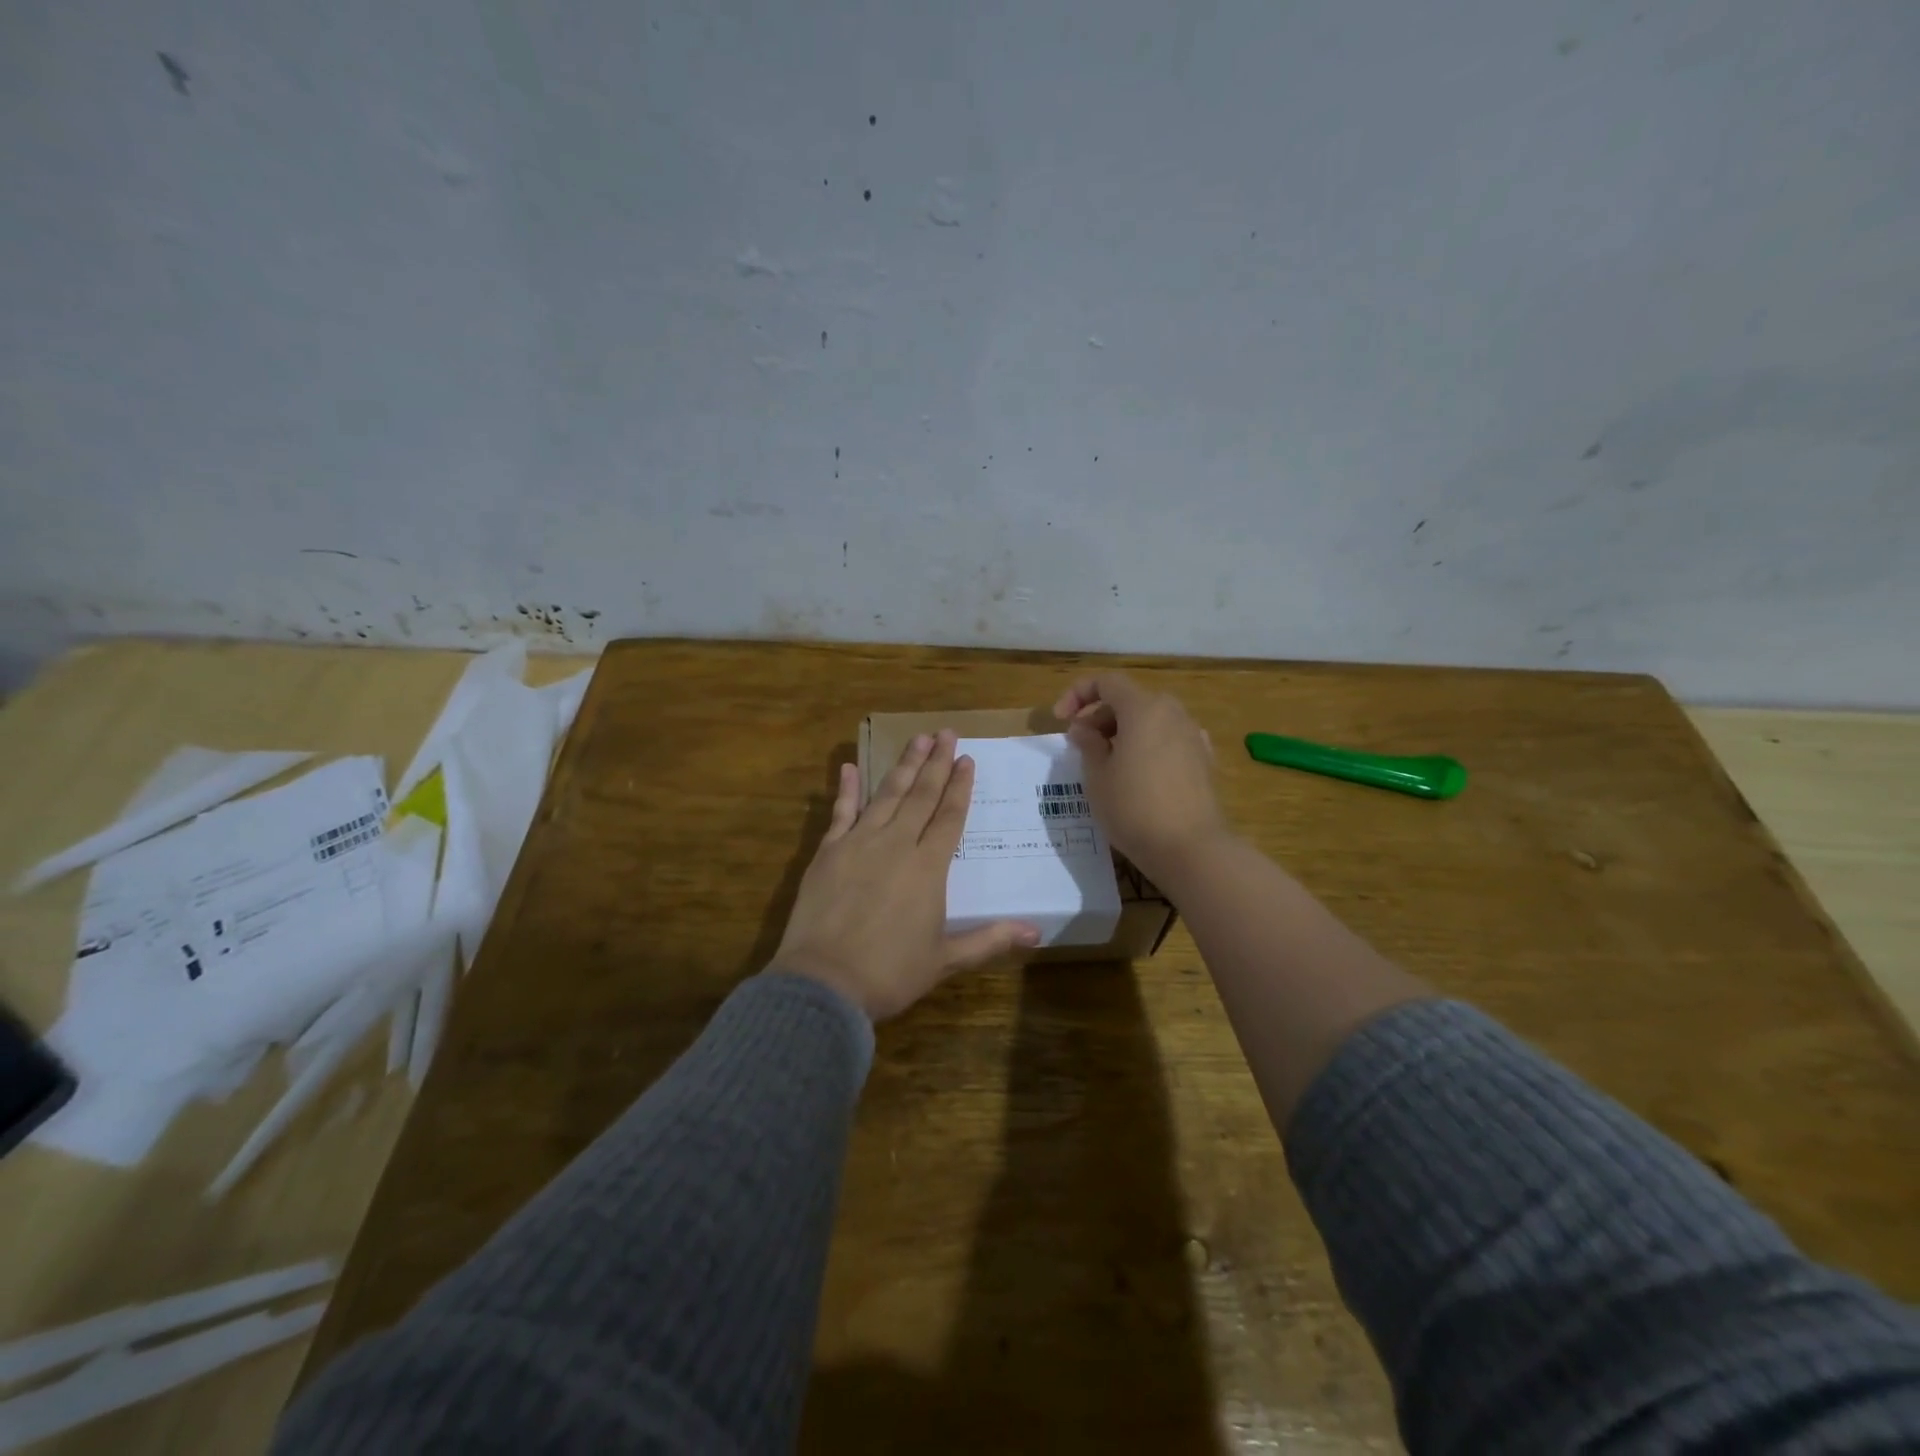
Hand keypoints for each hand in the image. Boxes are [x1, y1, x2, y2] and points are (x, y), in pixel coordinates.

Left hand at [775, 731, 1040, 1019]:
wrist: (825, 982)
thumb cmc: (890, 973)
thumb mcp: (945, 959)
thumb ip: (990, 940)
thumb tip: (1037, 932)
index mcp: (928, 867)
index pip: (950, 817)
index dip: (960, 787)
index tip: (968, 759)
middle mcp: (897, 844)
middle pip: (922, 795)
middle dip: (936, 763)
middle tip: (946, 733)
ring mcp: (859, 843)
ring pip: (887, 795)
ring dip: (904, 766)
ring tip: (917, 739)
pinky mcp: (828, 851)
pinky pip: (841, 812)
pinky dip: (846, 789)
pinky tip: (850, 766)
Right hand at [1052, 672, 1229, 884]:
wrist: (1190, 848)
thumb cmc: (1134, 808)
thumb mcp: (1097, 777)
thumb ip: (1088, 744)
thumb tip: (1084, 729)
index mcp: (1144, 708)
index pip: (1107, 682)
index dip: (1078, 694)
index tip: (1060, 720)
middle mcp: (1172, 713)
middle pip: (1129, 701)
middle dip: (1100, 717)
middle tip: (1081, 746)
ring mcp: (1192, 736)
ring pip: (1150, 721)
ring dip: (1124, 733)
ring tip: (1106, 762)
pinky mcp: (1203, 760)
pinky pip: (1168, 741)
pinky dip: (1147, 747)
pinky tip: (1138, 774)